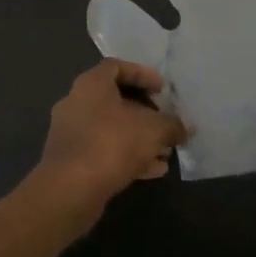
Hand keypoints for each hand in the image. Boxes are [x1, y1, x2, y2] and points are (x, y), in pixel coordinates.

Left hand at [30, 59, 187, 229]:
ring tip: (165, 151)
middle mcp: (76, 103)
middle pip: (115, 100)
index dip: (142, 74)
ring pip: (111, 129)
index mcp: (91, 84)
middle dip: (145, 112)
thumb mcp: (153, 130)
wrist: (70, 190)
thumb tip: (185, 128)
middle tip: (165, 122)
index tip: (162, 89)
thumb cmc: (112, 144)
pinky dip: (127, 156)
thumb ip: (173, 125)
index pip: (117, 67)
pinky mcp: (71, 161)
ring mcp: (70, 133)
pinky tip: (152, 170)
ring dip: (139, 138)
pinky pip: (103, 151)